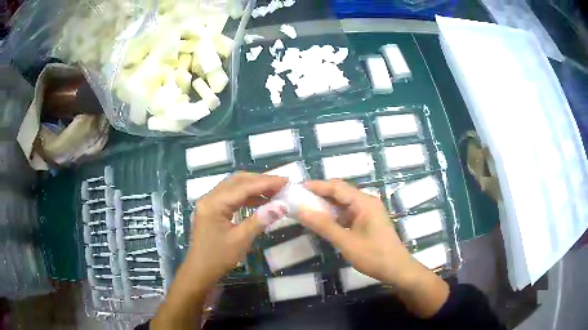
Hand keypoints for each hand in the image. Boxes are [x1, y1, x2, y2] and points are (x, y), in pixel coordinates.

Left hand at [185, 172, 287, 285]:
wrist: (200, 271)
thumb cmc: (218, 258)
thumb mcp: (241, 240)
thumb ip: (261, 219)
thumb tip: (282, 205)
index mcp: (214, 203)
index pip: (243, 186)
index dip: (266, 182)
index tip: (286, 181)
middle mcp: (209, 197)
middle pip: (237, 181)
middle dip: (260, 180)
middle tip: (281, 184)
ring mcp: (209, 202)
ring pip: (234, 186)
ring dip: (254, 186)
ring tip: (274, 191)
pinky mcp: (212, 209)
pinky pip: (231, 196)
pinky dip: (246, 196)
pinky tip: (260, 201)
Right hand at [297, 179, 448, 317]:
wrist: (397, 269)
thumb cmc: (373, 256)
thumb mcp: (346, 242)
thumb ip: (323, 225)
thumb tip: (301, 211)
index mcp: (364, 202)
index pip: (337, 187)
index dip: (317, 186)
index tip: (297, 188)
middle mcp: (367, 202)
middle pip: (340, 192)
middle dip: (320, 194)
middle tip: (299, 200)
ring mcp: (369, 211)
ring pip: (344, 203)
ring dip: (327, 205)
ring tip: (307, 209)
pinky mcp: (368, 221)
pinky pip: (348, 212)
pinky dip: (335, 215)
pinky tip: (323, 221)